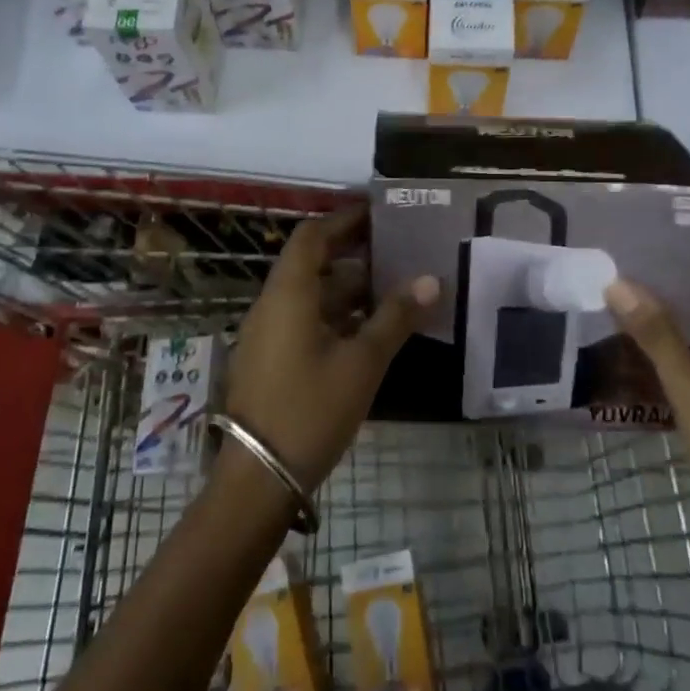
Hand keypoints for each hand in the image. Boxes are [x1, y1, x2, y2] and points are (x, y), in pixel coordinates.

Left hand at [221, 205, 438, 498]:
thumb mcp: (362, 362)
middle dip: (353, 252)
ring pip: (311, 294)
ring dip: (348, 287)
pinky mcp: (271, 358)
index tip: (380, 212)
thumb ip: (396, 318)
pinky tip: (369, 328)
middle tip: (396, 246)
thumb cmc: (311, 409)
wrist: (258, 478)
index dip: (345, 219)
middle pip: (313, 262)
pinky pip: (305, 319)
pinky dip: (336, 314)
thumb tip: (431, 280)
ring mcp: (268, 333)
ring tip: (393, 285)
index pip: (313, 236)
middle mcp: (273, 304)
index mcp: (289, 293)